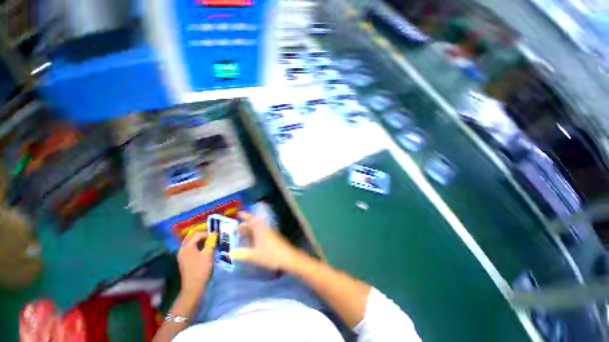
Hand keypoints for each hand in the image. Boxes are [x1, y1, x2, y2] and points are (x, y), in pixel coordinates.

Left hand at [177, 231, 216, 295]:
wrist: (193, 286)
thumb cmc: (201, 269)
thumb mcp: (208, 254)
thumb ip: (211, 242)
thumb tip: (214, 234)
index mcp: (187, 247)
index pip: (197, 234)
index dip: (207, 233)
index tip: (216, 235)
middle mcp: (182, 249)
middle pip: (191, 236)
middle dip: (201, 233)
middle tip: (211, 233)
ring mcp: (182, 254)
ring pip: (190, 241)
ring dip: (199, 238)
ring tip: (209, 239)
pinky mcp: (184, 259)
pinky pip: (190, 247)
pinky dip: (197, 244)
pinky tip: (204, 247)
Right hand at [230, 212, 301, 271]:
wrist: (287, 256)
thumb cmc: (270, 254)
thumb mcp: (254, 255)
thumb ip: (242, 254)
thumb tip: (230, 253)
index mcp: (260, 230)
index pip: (251, 220)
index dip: (245, 216)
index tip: (239, 213)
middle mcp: (264, 228)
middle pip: (254, 223)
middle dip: (245, 224)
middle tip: (237, 227)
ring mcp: (269, 232)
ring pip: (258, 228)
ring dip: (250, 229)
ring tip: (243, 233)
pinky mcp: (272, 237)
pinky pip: (261, 231)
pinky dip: (255, 233)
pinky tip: (253, 240)